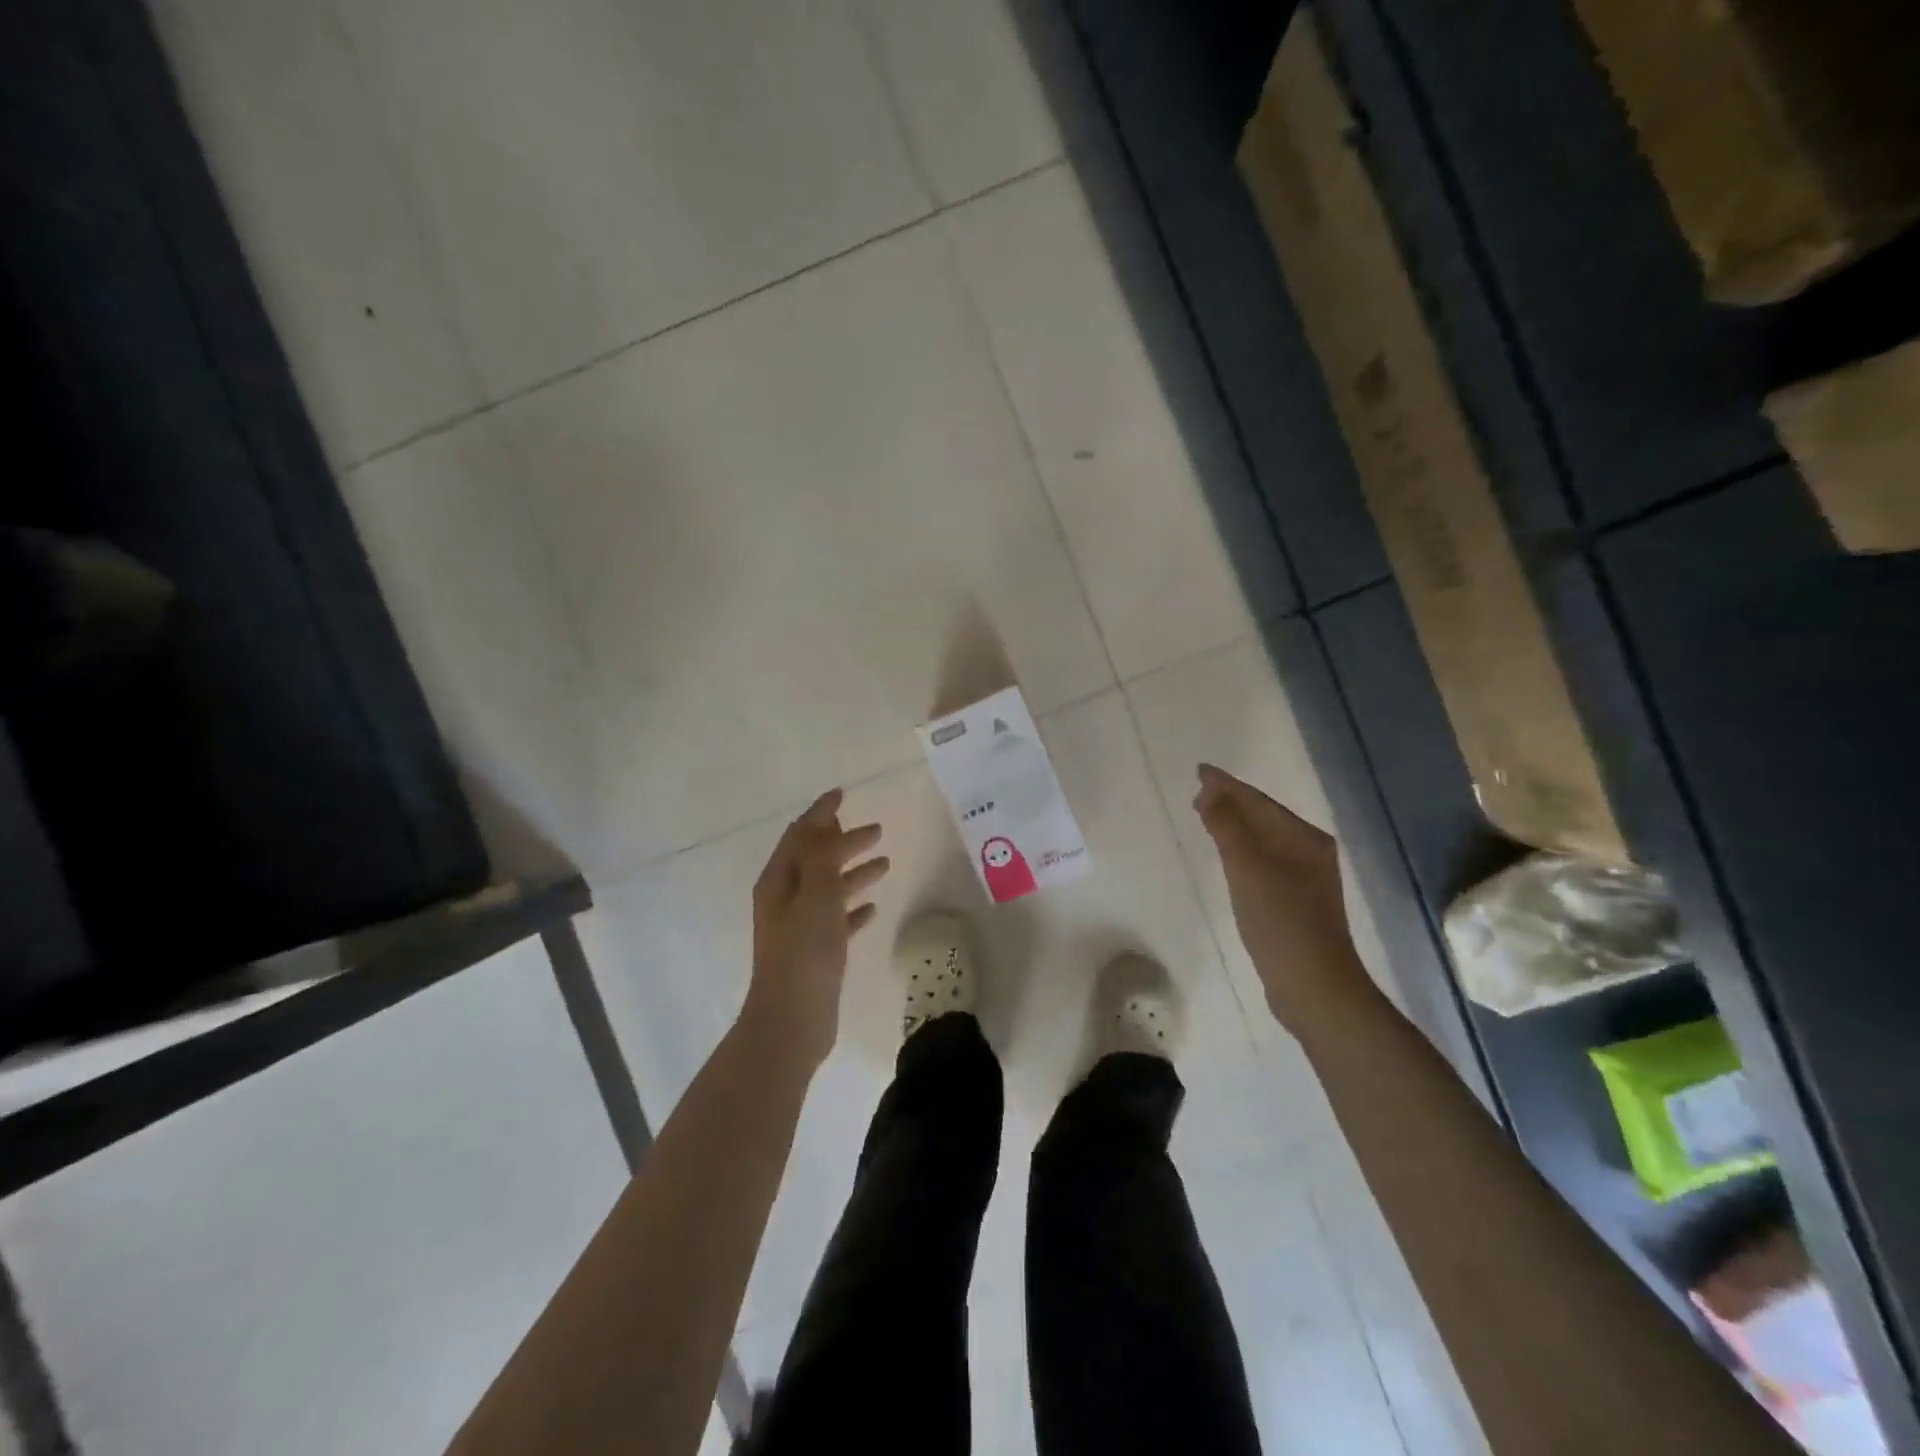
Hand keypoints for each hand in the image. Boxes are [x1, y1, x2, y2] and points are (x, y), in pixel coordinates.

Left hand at [742, 789, 889, 1070]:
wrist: (792, 1022)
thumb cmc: (804, 954)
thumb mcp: (816, 896)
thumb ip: (822, 858)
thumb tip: (827, 826)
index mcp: (779, 882)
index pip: (801, 835)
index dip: (821, 813)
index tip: (842, 794)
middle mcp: (785, 899)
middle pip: (816, 858)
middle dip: (844, 841)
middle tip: (876, 830)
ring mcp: (799, 927)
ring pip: (829, 888)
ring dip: (854, 872)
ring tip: (884, 863)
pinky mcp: (815, 952)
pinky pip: (837, 919)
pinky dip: (854, 908)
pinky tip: (873, 908)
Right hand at [1193, 764, 1376, 1036]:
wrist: (1313, 986)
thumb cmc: (1280, 921)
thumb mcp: (1248, 868)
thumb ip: (1227, 825)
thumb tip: (1210, 790)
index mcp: (1304, 838)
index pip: (1259, 801)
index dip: (1228, 785)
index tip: (1200, 772)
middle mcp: (1309, 852)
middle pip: (1263, 818)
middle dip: (1231, 803)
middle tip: (1197, 794)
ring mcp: (1305, 879)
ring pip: (1262, 840)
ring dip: (1235, 826)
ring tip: (1206, 817)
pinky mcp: (1295, 902)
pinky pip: (1263, 861)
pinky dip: (1241, 851)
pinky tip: (1228, 857)